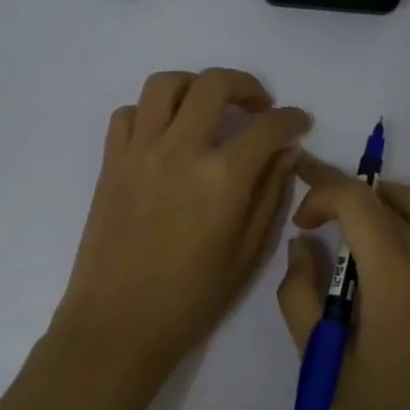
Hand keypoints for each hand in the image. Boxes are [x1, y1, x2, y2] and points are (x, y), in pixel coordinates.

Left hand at [55, 69, 310, 380]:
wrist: (116, 326)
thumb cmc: (190, 300)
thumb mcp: (247, 255)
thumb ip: (270, 196)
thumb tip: (285, 153)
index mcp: (222, 178)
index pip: (267, 127)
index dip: (291, 119)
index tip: (299, 124)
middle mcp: (180, 150)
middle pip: (213, 84)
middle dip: (246, 85)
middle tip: (257, 107)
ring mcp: (139, 152)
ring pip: (164, 84)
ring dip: (194, 86)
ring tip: (208, 109)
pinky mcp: (111, 162)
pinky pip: (128, 113)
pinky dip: (150, 112)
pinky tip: (165, 136)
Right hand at [276, 154, 409, 409]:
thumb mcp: (324, 362)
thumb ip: (300, 297)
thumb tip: (302, 247)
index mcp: (398, 280)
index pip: (358, 202)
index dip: (322, 195)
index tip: (301, 224)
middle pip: (386, 198)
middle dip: (342, 191)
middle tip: (310, 207)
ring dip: (378, 199)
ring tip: (345, 220)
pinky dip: (402, 219)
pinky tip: (379, 254)